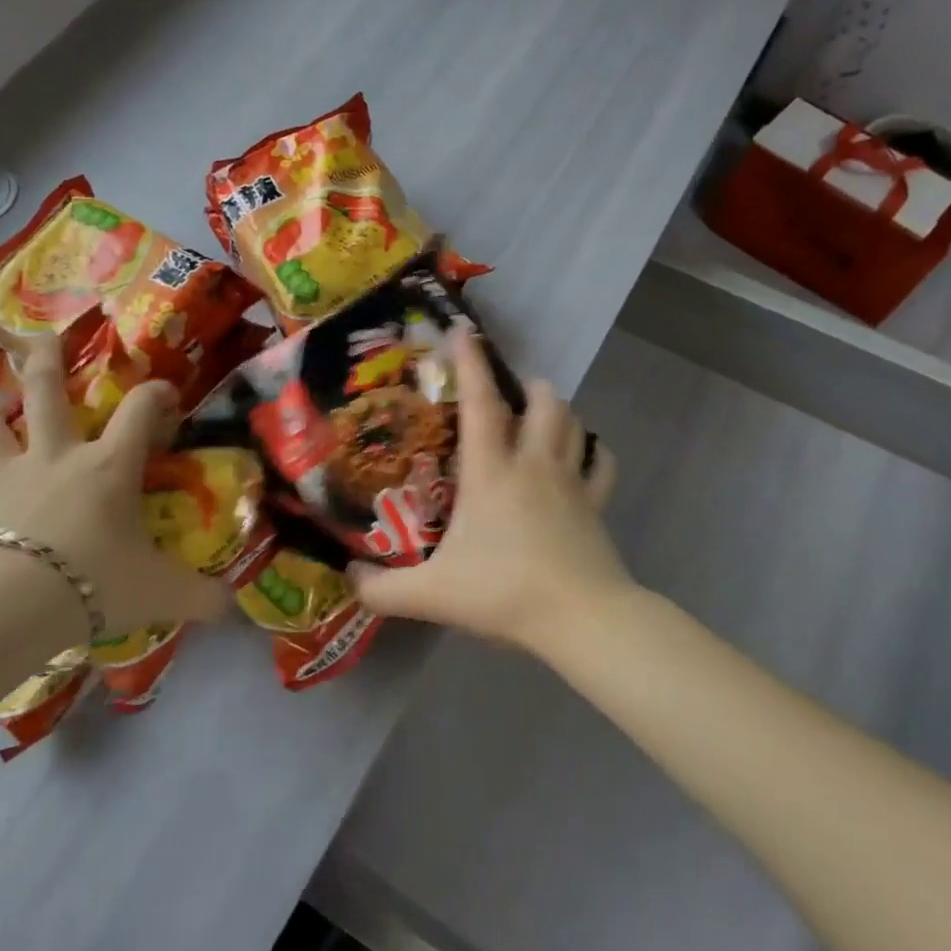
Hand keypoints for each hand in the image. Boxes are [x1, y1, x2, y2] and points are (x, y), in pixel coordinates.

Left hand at [0, 339, 225, 643]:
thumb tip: (234, 607)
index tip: (165, 391)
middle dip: (46, 361)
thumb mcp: (161, 593)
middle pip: (46, 392)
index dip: (156, 394)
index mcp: (107, 467)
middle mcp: (53, 458)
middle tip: (44, 338)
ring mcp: (1, 478)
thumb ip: (202, 596)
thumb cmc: (95, 582)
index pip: (140, 412)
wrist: (9, 604)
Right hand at [347, 329, 629, 651]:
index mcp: (491, 471)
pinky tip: (583, 457)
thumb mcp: (431, 595)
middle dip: (526, 385)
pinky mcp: (596, 506)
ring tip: (539, 417)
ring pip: (573, 423)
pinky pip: (602, 464)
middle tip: (508, 395)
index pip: (480, 403)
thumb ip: (382, 589)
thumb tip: (348, 576)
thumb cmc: (504, 593)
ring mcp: (571, 482)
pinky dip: (594, 453)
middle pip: (542, 401)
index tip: (463, 331)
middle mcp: (533, 464)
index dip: (470, 363)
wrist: (581, 619)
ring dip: (556, 411)